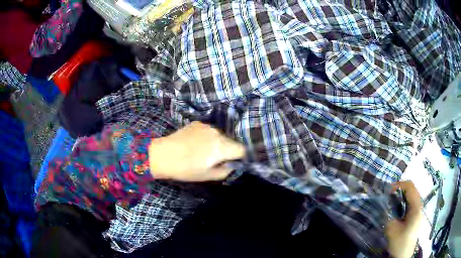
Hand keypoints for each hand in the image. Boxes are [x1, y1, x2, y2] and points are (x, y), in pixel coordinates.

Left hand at [149, 122, 244, 181]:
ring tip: (203, 151)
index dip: (240, 157)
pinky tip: (195, 143)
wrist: (163, 154)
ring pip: (220, 135)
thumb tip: (232, 165)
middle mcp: (217, 133)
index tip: (233, 163)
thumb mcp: (208, 176)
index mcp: (222, 147)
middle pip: (231, 141)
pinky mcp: (197, 123)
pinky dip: (207, 137)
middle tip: (215, 160)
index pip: (242, 149)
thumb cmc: (185, 169)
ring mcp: (207, 126)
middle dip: (228, 150)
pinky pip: (209, 131)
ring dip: (217, 143)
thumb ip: (226, 171)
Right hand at [386, 181, 422, 257]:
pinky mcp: (417, 214)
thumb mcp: (392, 230)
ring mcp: (419, 209)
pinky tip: (398, 206)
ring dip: (402, 193)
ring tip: (392, 198)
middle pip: (412, 188)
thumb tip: (383, 203)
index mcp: (416, 207)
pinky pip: (412, 201)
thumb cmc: (399, 243)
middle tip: (388, 193)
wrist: (404, 255)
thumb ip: (388, 215)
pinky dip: (404, 199)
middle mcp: (420, 205)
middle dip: (400, 188)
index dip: (399, 185)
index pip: (410, 187)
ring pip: (412, 194)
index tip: (387, 190)